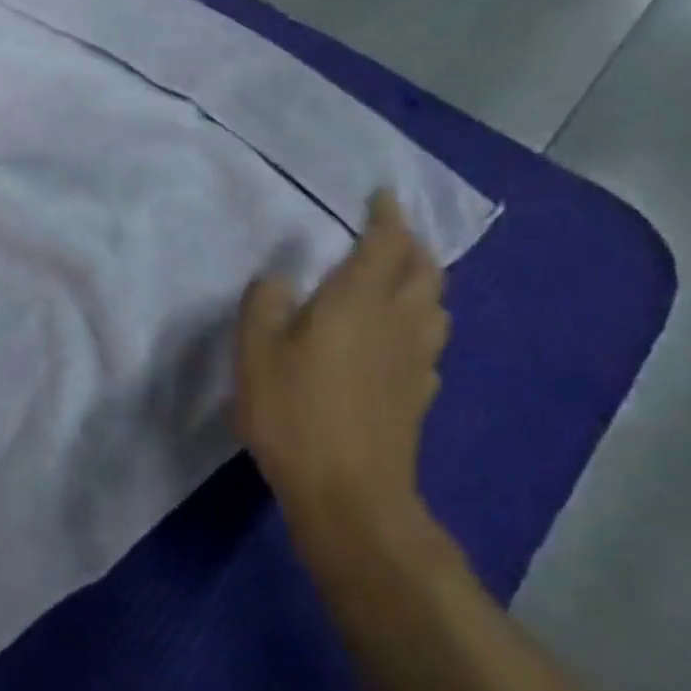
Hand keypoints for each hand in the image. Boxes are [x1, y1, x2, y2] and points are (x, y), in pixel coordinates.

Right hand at [235, 189, 448, 543]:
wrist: (349, 493)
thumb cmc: (294, 412)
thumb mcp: (255, 351)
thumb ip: (265, 304)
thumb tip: (280, 279)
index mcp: (357, 301)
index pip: (385, 244)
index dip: (386, 216)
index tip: (381, 197)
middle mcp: (398, 322)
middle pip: (424, 271)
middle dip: (412, 245)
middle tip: (392, 233)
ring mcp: (416, 360)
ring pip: (435, 306)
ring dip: (423, 282)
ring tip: (401, 278)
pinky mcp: (419, 394)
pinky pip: (429, 343)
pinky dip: (419, 324)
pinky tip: (399, 338)